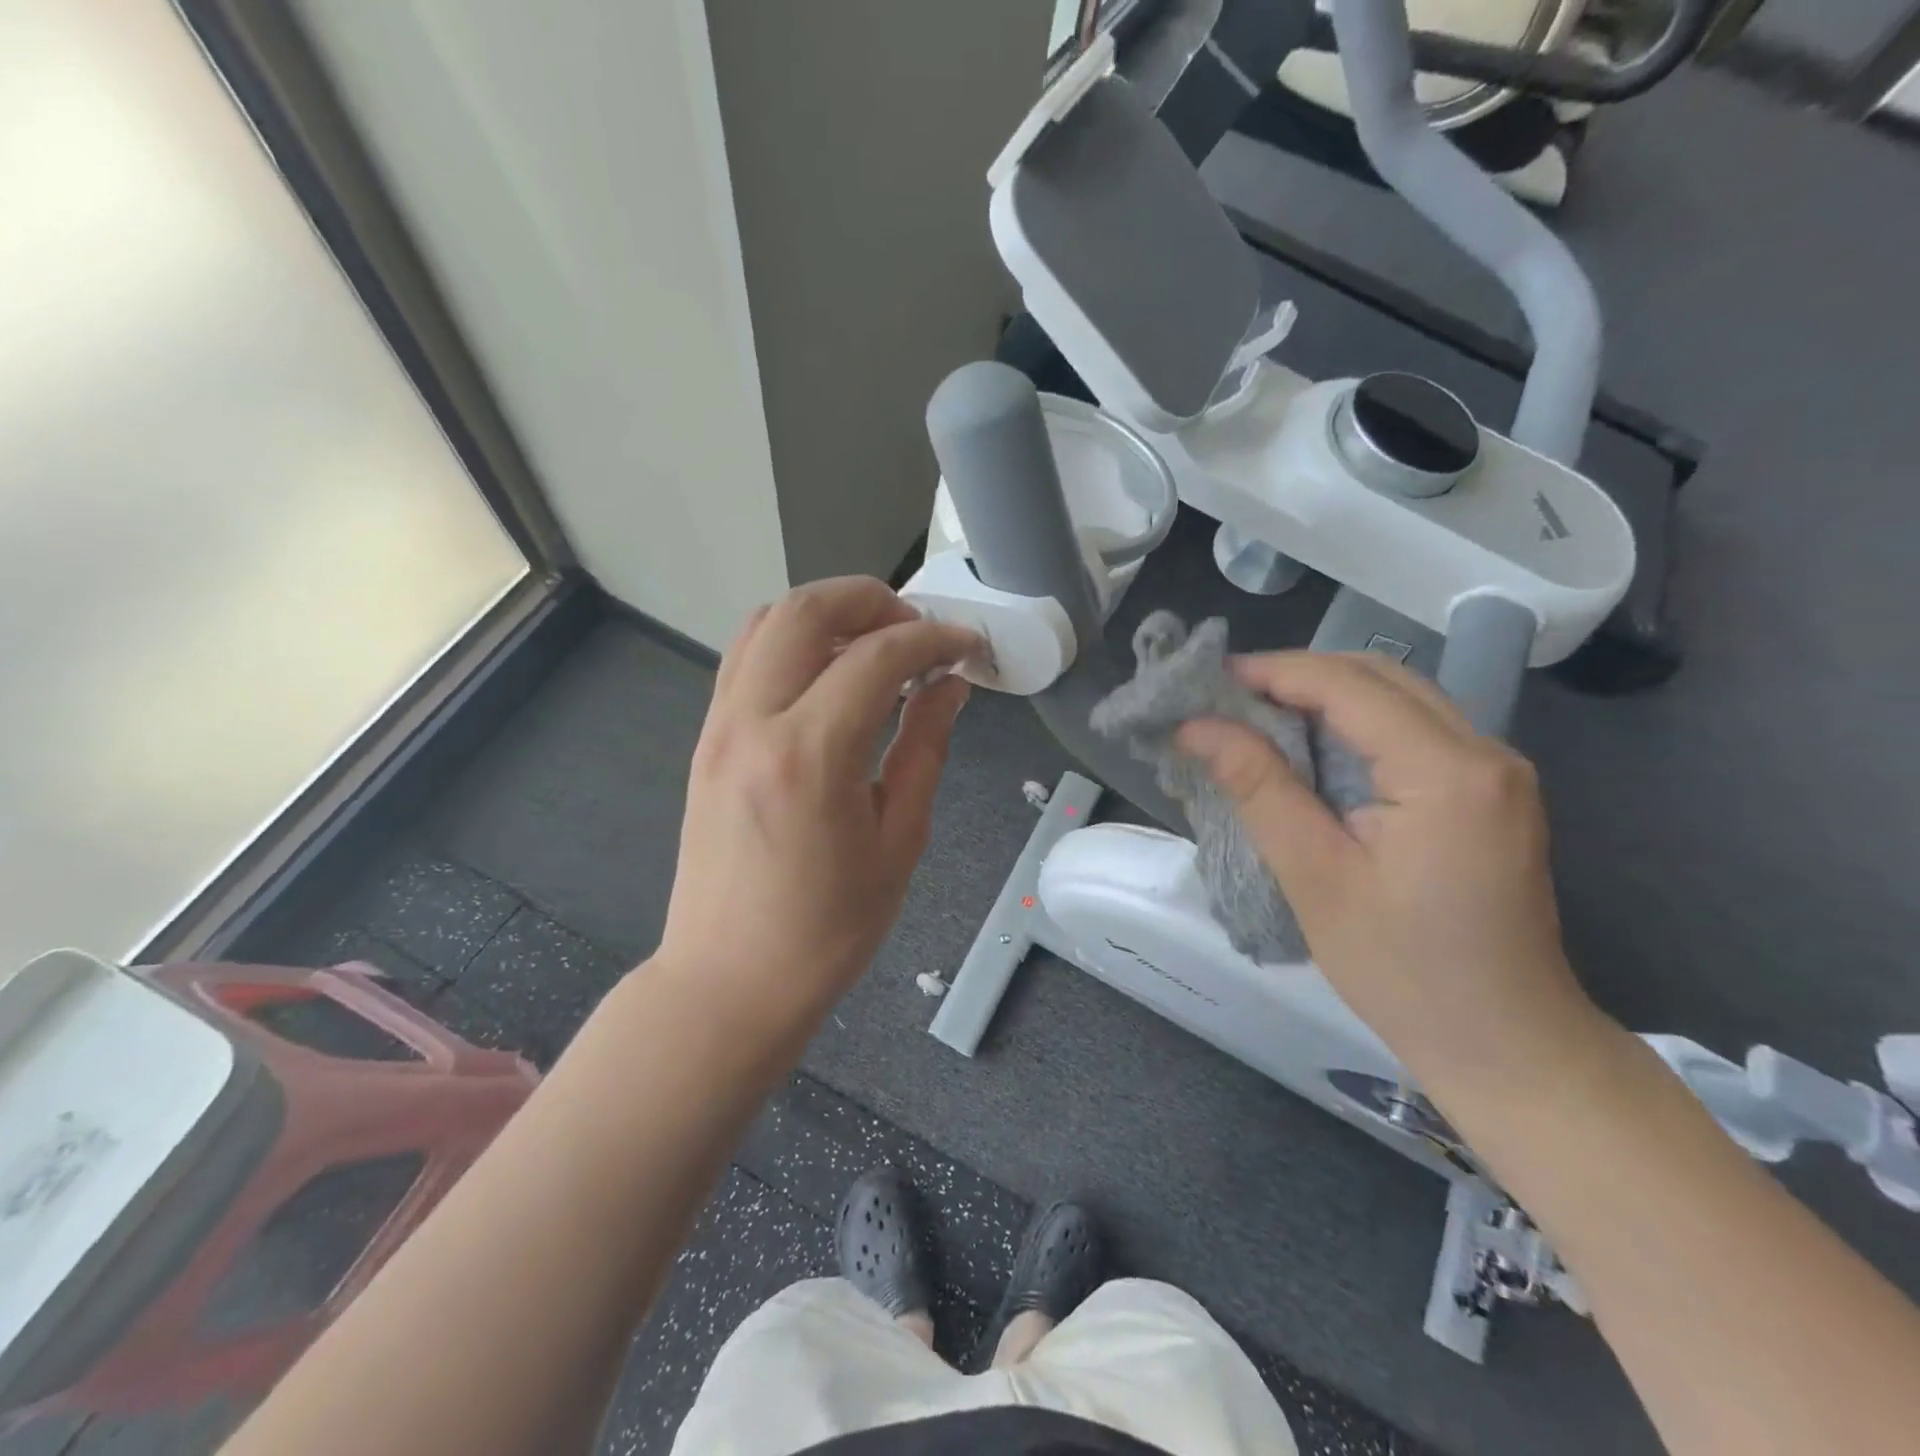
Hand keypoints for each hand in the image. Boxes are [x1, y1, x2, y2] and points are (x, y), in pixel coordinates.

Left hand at [656, 578, 982, 1010]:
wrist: (729, 980)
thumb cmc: (827, 929)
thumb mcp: (898, 840)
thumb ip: (923, 747)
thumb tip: (948, 686)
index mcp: (810, 756)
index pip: (877, 656)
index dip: (934, 638)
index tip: (969, 645)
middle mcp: (753, 723)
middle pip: (806, 609)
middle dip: (873, 599)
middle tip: (918, 632)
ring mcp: (719, 727)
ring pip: (766, 622)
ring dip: (828, 613)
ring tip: (877, 645)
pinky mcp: (706, 740)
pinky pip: (746, 658)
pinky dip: (793, 641)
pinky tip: (830, 673)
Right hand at [1178, 652, 1603, 1093]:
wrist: (1506, 1043)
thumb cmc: (1402, 969)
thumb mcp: (1314, 876)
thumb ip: (1258, 787)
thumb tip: (1196, 727)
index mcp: (1446, 772)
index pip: (1349, 686)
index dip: (1273, 672)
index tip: (1208, 681)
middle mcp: (1484, 753)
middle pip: (1379, 676)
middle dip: (1297, 675)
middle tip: (1227, 698)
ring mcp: (1495, 771)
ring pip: (1399, 697)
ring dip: (1325, 695)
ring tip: (1256, 718)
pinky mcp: (1489, 792)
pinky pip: (1414, 729)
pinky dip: (1354, 724)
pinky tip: (1310, 749)